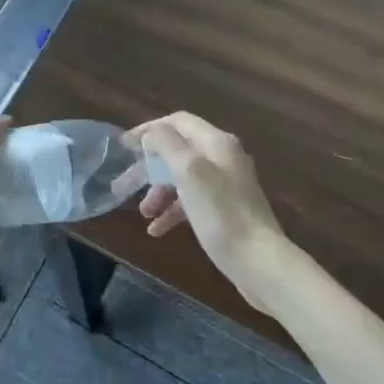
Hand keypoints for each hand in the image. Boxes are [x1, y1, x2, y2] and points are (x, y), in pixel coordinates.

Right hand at [127, 113, 293, 315]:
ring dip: (159, 191)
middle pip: (178, 151)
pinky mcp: (226, 210)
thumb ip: (167, 144)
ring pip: (183, 178)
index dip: (150, 129)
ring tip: (143, 213)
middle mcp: (223, 157)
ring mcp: (226, 184)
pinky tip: (157, 229)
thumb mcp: (189, 171)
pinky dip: (173, 210)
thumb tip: (152, 134)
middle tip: (124, 184)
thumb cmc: (221, 213)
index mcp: (217, 142)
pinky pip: (192, 201)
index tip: (125, 146)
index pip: (178, 122)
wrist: (259, 262)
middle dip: (149, 167)